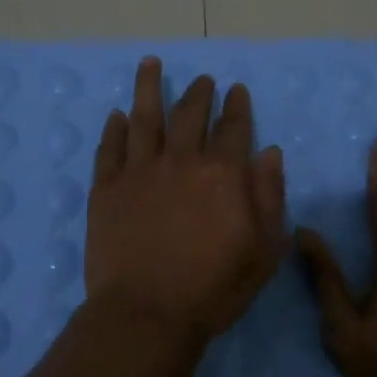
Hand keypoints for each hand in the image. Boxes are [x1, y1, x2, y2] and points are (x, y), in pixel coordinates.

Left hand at [85, 57, 286, 346]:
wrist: (147, 313)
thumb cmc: (213, 288)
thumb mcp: (264, 250)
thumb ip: (270, 197)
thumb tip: (271, 153)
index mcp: (222, 173)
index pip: (233, 127)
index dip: (237, 106)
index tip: (236, 89)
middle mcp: (180, 160)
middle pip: (189, 114)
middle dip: (198, 92)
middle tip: (202, 80)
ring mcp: (139, 171)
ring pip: (144, 117)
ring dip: (148, 87)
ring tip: (149, 63)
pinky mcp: (106, 188)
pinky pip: (110, 148)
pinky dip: (114, 128)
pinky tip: (117, 115)